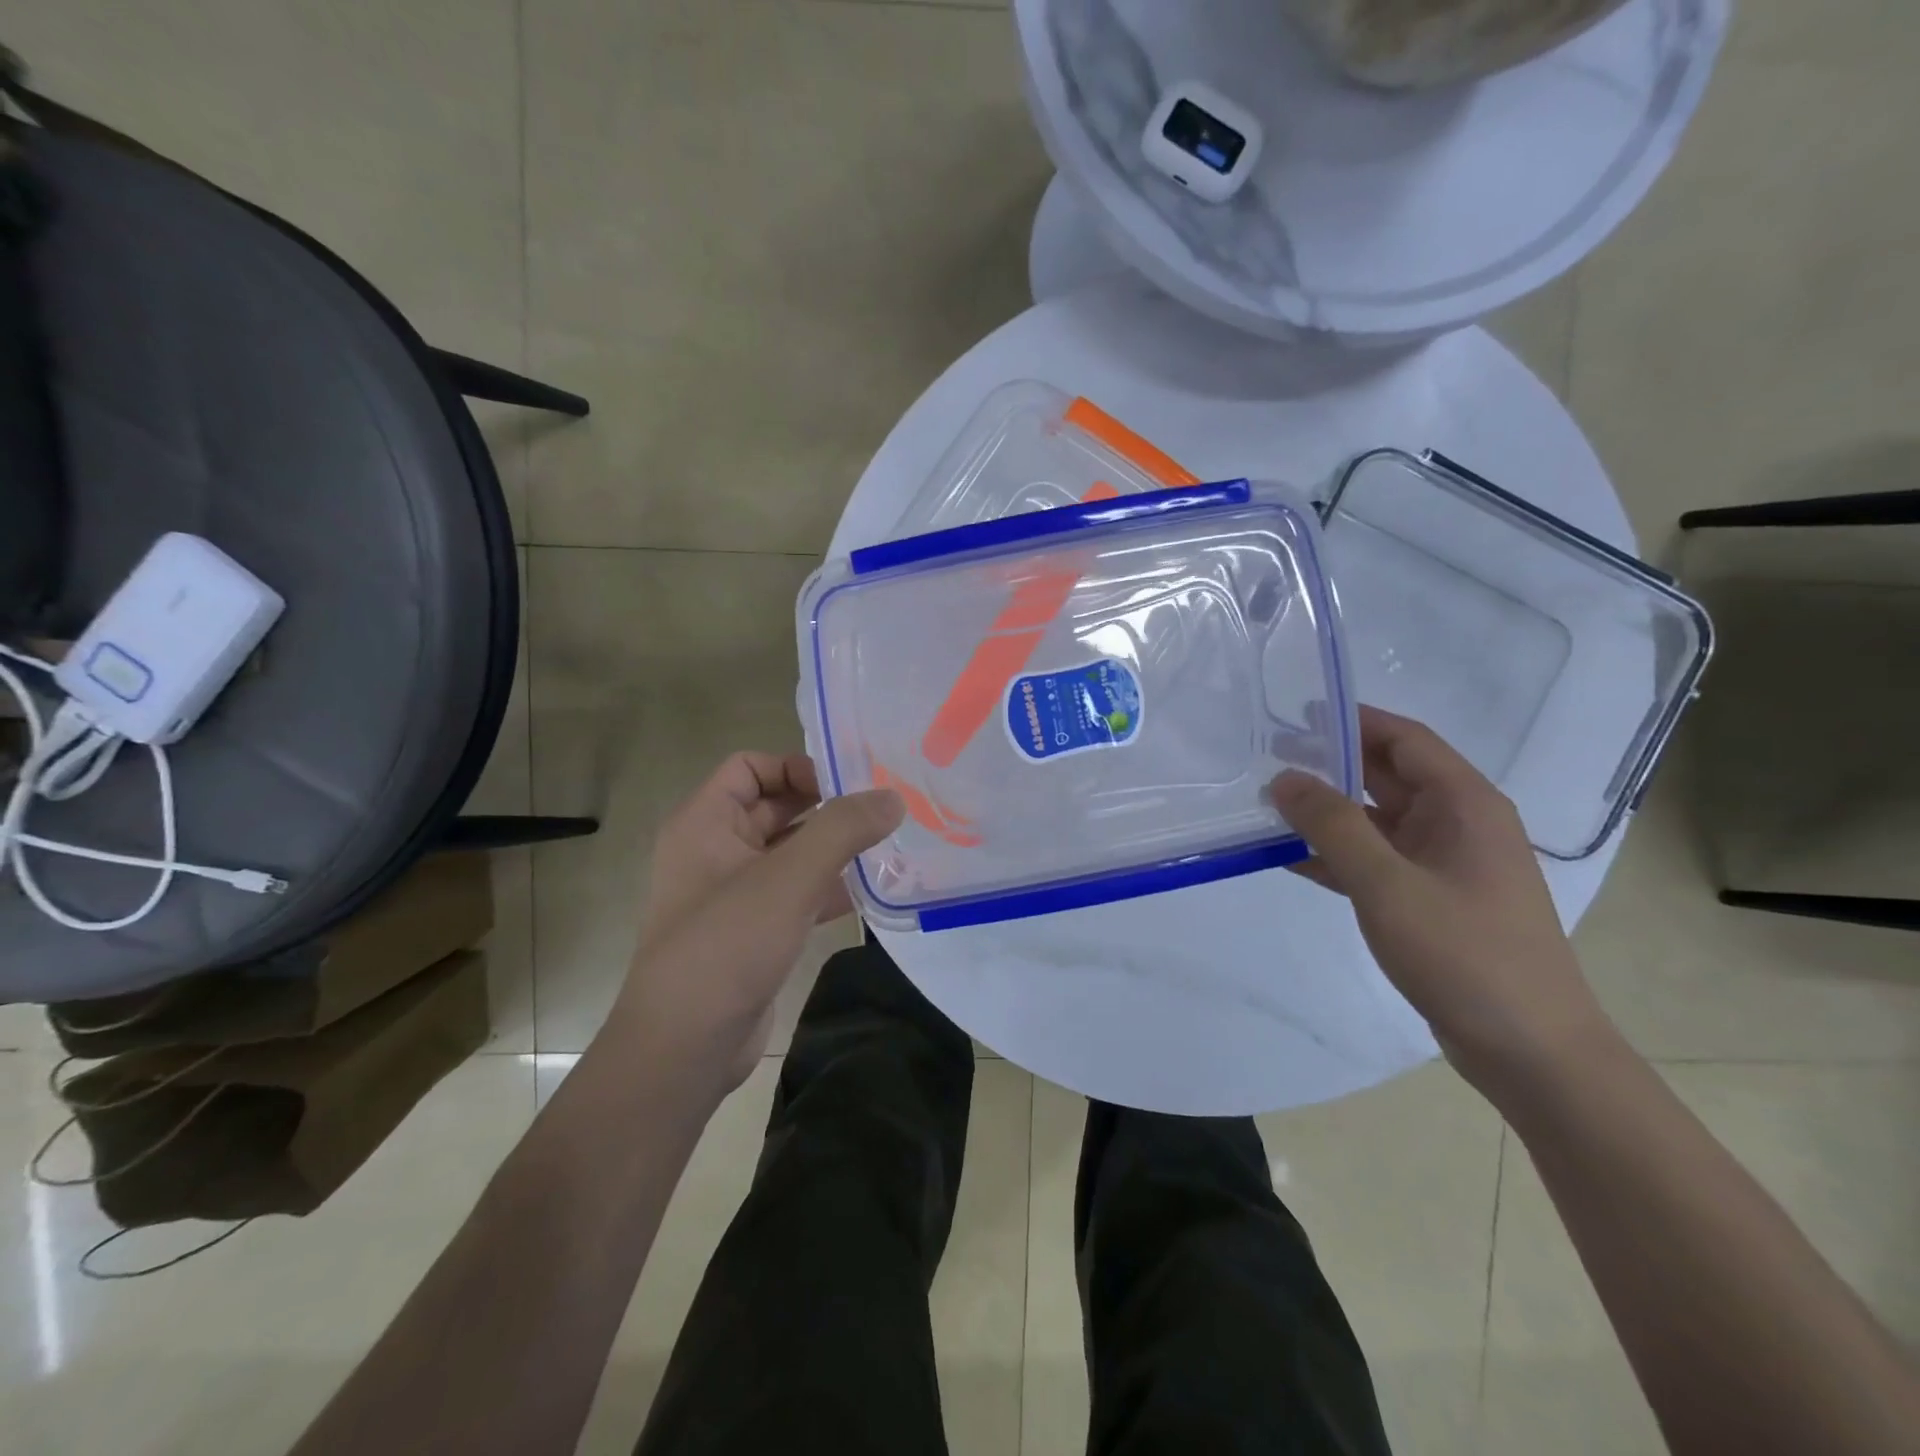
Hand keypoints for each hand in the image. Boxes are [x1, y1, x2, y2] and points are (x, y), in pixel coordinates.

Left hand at [612, 752, 901, 1097]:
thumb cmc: (727, 945)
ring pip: (791, 852)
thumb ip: (843, 829)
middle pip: (776, 807)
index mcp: (705, 822)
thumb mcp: (789, 877)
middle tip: (884, 811)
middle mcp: (715, 849)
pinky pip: (796, 892)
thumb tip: (893, 797)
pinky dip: (830, 887)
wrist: (685, 1047)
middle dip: (827, 807)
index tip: (849, 785)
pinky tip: (873, 893)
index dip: (796, 766)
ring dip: (834, 849)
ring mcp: (735, 893)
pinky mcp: (754, 931)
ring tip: (889, 846)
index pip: (750, 767)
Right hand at [1268, 707, 1614, 1087]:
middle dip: (1332, 763)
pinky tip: (1286, 856)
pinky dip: (1334, 854)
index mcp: (1465, 805)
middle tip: (1268, 754)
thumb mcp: (1388, 884)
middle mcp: (1457, 823)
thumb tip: (1285, 778)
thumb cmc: (1465, 954)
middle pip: (1388, 775)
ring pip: (1376, 819)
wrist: (1530, 1051)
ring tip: (1266, 801)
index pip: (1405, 740)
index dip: (1354, 719)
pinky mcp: (1430, 898)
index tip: (1296, 713)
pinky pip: (1374, 859)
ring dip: (1326, 811)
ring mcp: (1444, 863)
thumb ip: (1332, 827)